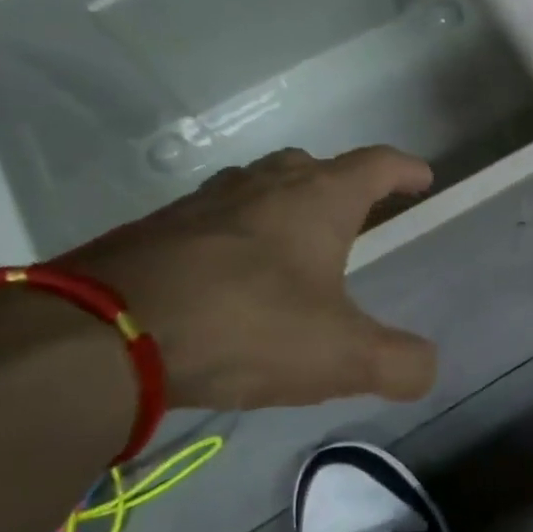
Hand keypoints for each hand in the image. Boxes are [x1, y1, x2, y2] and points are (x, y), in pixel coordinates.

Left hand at [63, 147, 438, 409]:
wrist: (105, 333)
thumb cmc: (246, 326)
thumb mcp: (340, 356)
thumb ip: (398, 363)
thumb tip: (427, 367)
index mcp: (316, 200)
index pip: (375, 164)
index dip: (404, 169)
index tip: (422, 178)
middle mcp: (261, 186)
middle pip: (311, 166)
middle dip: (340, 183)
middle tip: (355, 213)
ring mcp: (202, 202)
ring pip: (256, 186)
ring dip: (283, 204)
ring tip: (292, 240)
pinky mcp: (155, 229)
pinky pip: (211, 218)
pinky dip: (233, 234)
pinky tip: (227, 272)